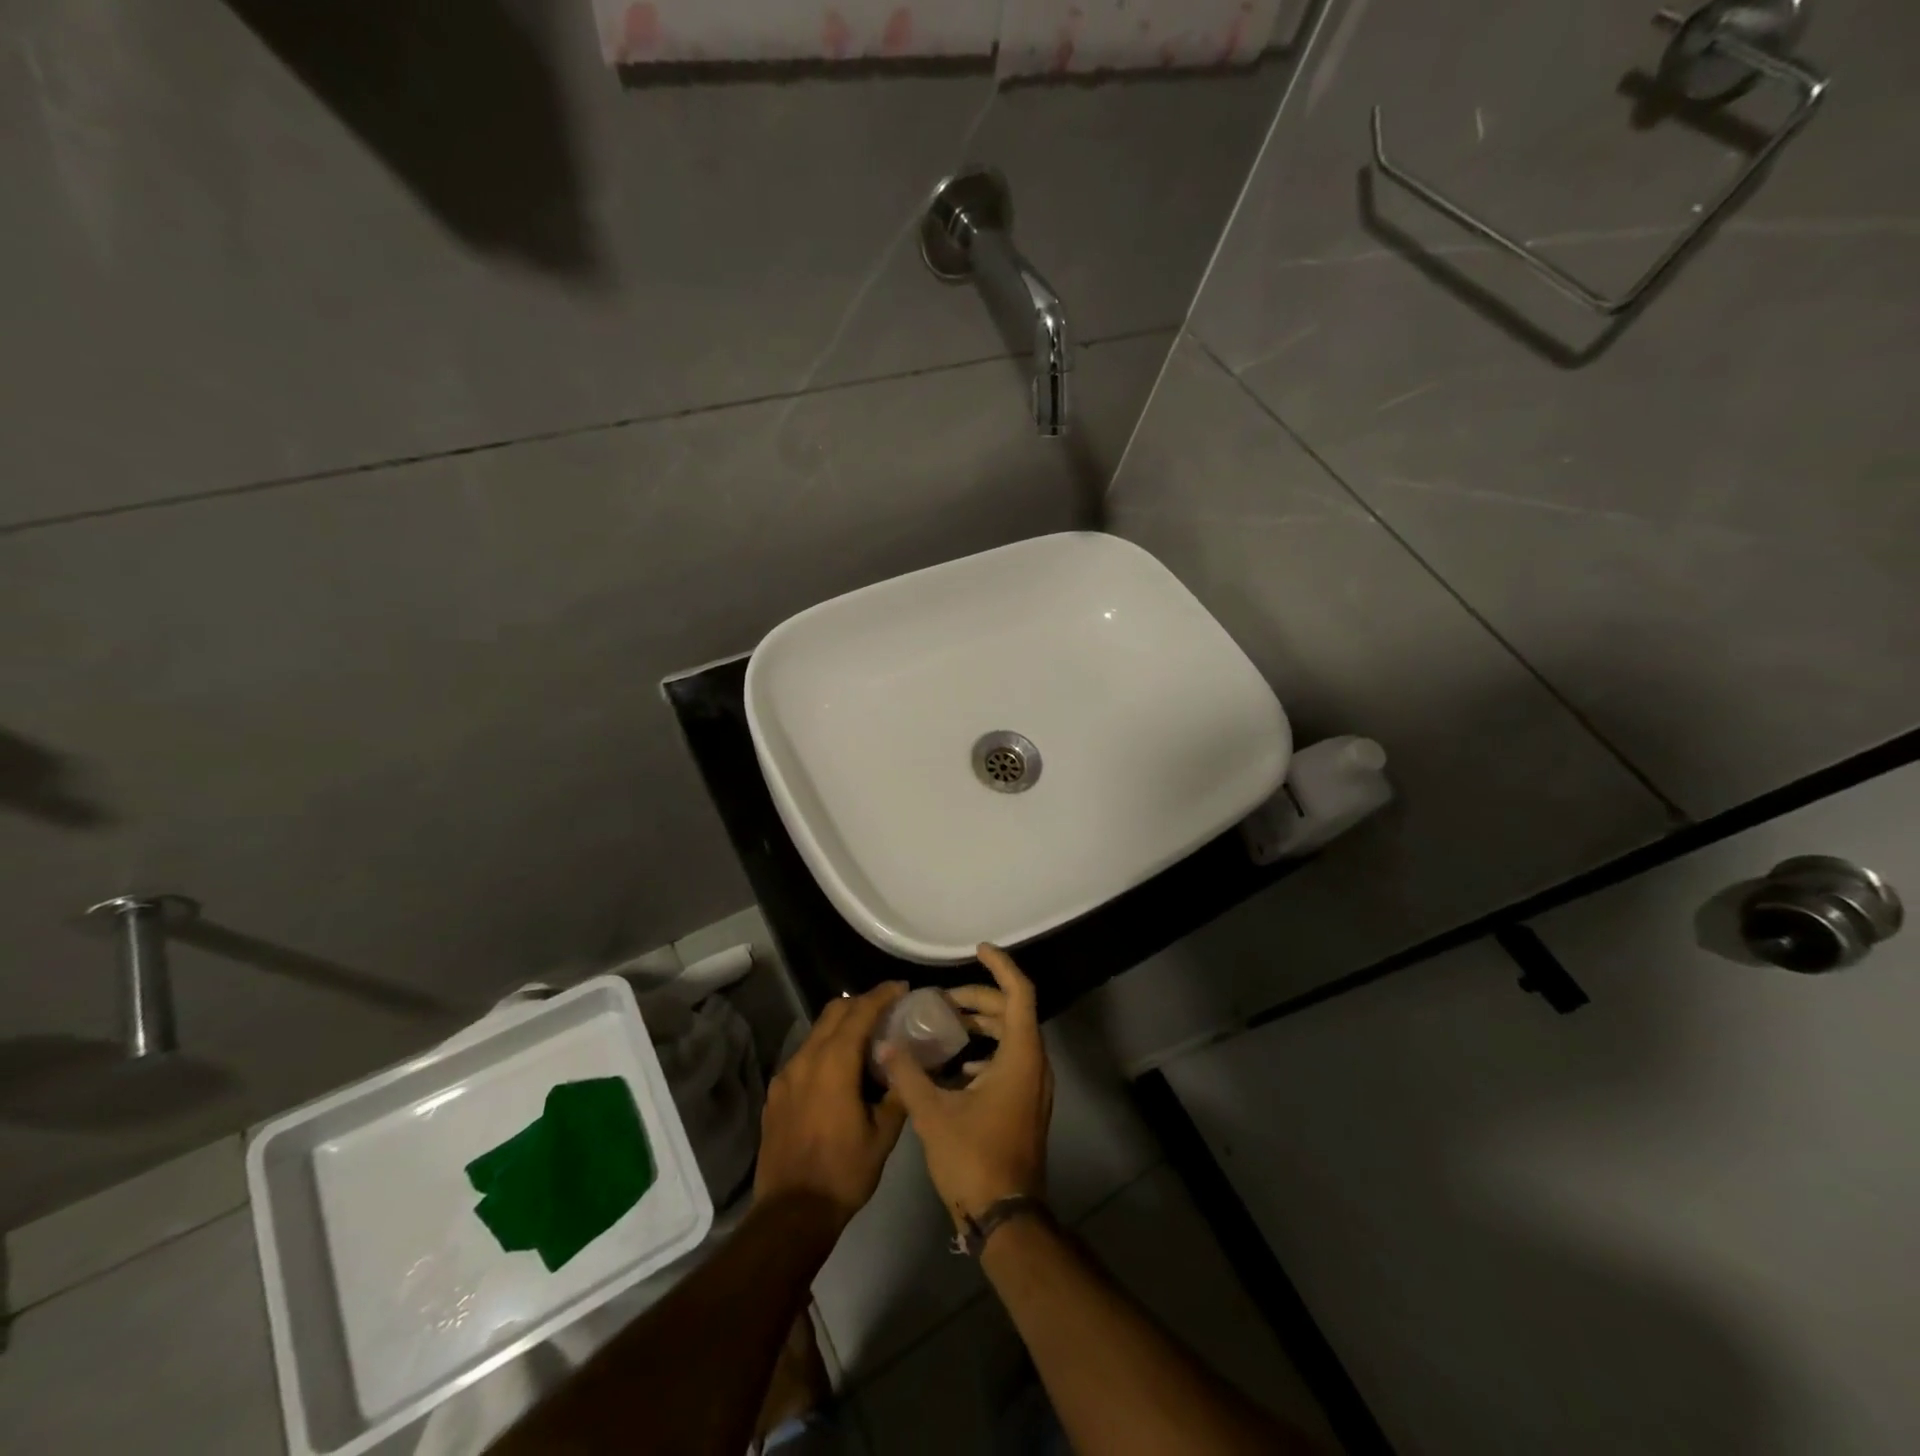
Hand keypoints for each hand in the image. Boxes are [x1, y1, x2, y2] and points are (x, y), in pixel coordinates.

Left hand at [755, 982, 908, 1226]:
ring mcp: (786, 1076)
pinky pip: (804, 1056)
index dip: (882, 995)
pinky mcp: (776, 1093)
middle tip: (887, 1009)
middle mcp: (806, 1059)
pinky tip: (839, 1071)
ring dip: (842, 1025)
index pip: (860, 1012)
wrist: (791, 1214)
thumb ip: (896, 1091)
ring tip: (866, 1038)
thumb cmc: (844, 1172)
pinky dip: (825, 1049)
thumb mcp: (883, 1134)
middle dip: (861, 1002)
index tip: (902, 988)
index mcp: (834, 1063)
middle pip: (834, 1012)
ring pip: (817, 1032)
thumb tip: (905, 1065)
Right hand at [880, 946, 1051, 1227]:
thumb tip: (884, 1044)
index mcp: (1021, 1056)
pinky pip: (1010, 1061)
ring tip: (945, 1026)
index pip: (1019, 993)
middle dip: (979, 999)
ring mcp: (1033, 1087)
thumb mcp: (933, 1114)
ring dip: (982, 1026)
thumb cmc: (975, 1159)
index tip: (978, 950)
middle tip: (942, 1001)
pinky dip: (986, 1053)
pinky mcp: (1026, 1105)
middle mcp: (1034, 1064)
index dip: (1000, 966)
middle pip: (1013, 1012)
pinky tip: (955, 1068)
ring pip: (1012, 1038)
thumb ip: (908, 1074)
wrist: (1007, 1219)